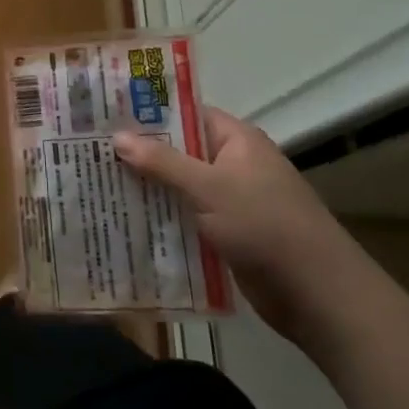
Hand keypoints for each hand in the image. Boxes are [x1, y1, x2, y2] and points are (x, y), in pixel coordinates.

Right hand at [114, 106, 352, 340]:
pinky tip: (126, 222)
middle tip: (90, 151)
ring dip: (147, 189)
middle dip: (140, 154)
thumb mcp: (209, 188)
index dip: (148, 113)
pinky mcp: (228, 235)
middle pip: (178, 151)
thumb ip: (162, 162)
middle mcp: (233, 165)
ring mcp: (231, 202)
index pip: (186, 114)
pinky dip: (162, 219)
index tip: (105, 115)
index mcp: (236, 141)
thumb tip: (117, 136)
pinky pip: (187, 218)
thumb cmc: (266, 226)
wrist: (318, 295)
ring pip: (179, 187)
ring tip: (97, 184)